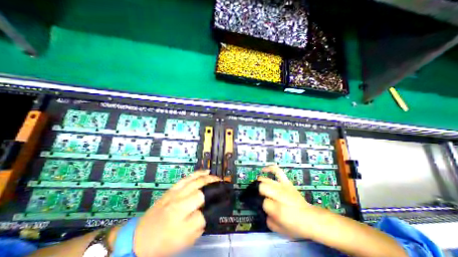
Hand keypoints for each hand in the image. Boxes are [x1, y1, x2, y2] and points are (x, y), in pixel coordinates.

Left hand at [132, 169, 220, 255]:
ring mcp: (175, 194)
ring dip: (208, 177)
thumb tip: (210, 210)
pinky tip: (205, 171)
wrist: (140, 237)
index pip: (204, 211)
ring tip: (217, 177)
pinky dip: (197, 173)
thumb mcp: (185, 240)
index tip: (223, 200)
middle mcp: (179, 205)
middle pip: (201, 191)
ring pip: (195, 181)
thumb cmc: (164, 242)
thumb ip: (200, 225)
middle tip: (223, 184)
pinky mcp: (172, 189)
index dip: (215, 204)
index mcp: (181, 222)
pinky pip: (187, 178)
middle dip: (214, 185)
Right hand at [259, 166, 318, 237]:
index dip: (261, 205)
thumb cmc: (294, 225)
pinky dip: (270, 168)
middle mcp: (279, 194)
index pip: (262, 202)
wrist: (310, 218)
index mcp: (277, 209)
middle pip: (262, 187)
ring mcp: (282, 186)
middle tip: (260, 197)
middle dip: (259, 192)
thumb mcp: (278, 228)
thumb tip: (262, 208)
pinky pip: (277, 171)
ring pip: (266, 180)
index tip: (262, 207)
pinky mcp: (286, 182)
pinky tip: (264, 170)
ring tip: (259, 187)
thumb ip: (267, 219)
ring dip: (260, 183)